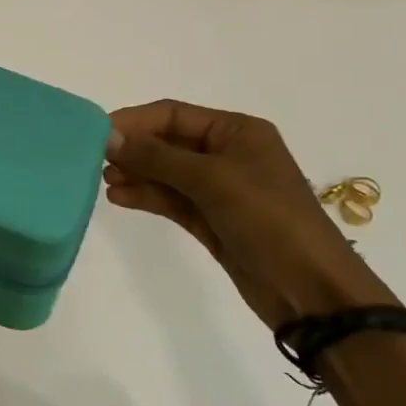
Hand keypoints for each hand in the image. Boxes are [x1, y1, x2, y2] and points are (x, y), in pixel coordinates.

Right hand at [103, 99, 396, 328]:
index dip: (136, 121)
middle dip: (134, 149)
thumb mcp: (212, 180)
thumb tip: (110, 137)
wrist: (311, 290)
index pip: (175, 115)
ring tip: (103, 180)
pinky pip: (172, 200)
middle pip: (169, 142)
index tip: (98, 134)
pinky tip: (119, 197)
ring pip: (167, 173)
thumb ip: (158, 157)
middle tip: (94, 160)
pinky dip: (147, 196)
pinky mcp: (212, 221)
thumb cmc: (268, 219)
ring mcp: (220, 190)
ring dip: (136, 173)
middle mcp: (228, 154)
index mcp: (237, 131)